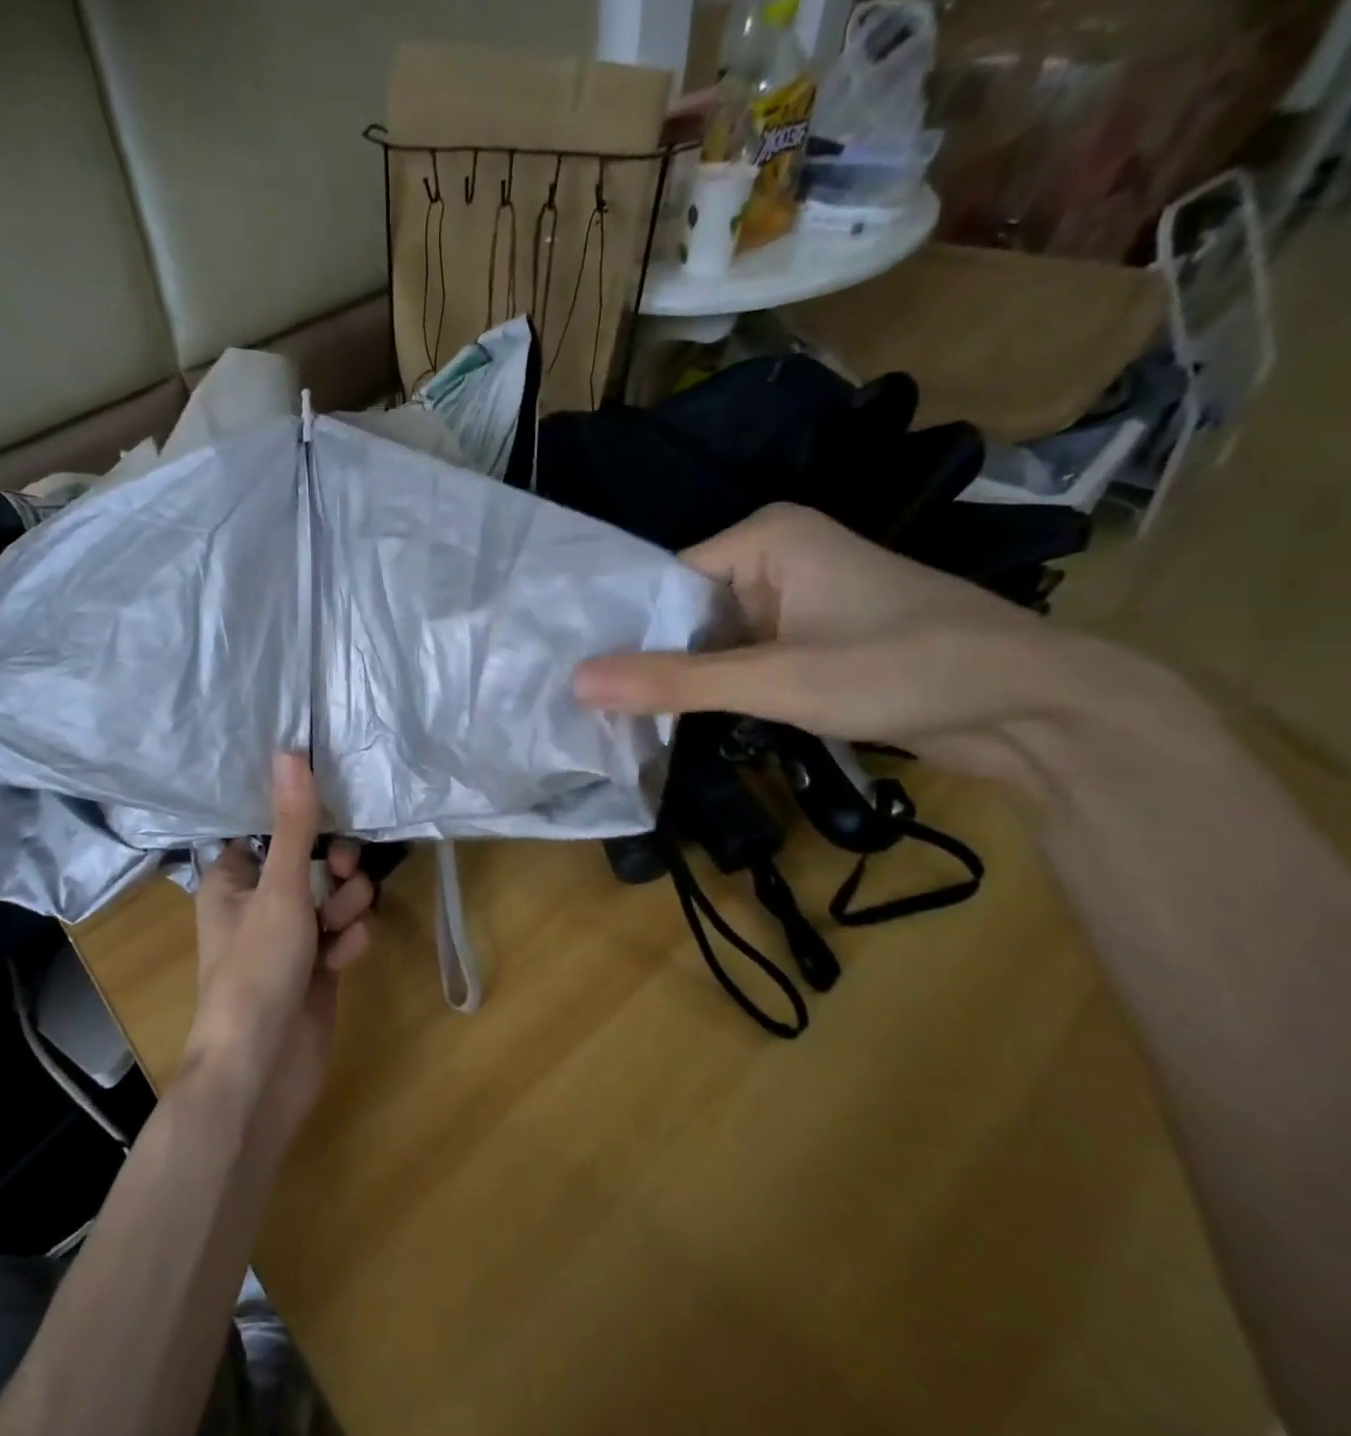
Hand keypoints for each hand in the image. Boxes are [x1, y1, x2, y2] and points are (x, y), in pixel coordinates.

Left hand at [184, 754, 373, 1137]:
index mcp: (232, 877)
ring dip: (345, 905)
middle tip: (340, 874)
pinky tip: (342, 959)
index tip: (331, 810)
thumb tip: (289, 752)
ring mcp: (290, 936)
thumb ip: (292, 823)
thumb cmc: (256, 969)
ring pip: (333, 896)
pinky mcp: (317, 965)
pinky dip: (346, 941)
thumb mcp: (279, 888)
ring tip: (339, 927)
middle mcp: (259, 901)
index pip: (268, 827)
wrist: (261, 1069)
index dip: (300, 818)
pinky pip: (342, 933)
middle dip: (333, 867)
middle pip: (310, 859)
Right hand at [573, 504, 1187, 796]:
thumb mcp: (777, 680)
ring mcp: (794, 601)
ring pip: (710, 641)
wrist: (1035, 708)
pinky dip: (714, 690)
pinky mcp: (809, 640)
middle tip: (585, 709)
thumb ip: (673, 683)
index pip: (665, 581)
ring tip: (613, 721)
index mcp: (767, 537)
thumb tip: (576, 684)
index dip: (623, 632)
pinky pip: (741, 659)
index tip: (576, 680)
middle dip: (647, 660)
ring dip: (679, 681)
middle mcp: (776, 557)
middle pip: (684, 612)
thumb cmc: (904, 669)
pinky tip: (672, 722)